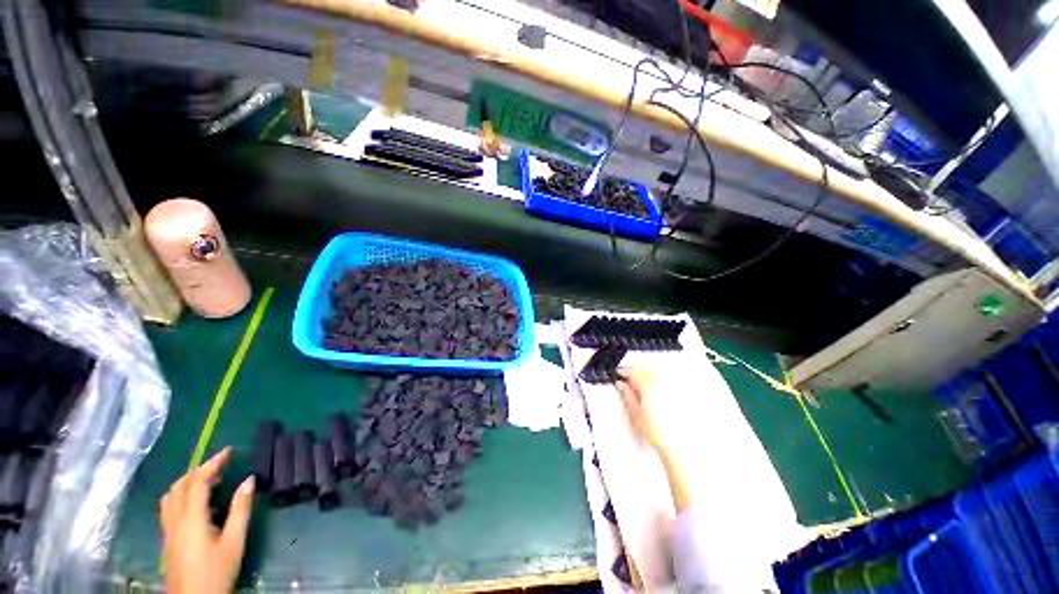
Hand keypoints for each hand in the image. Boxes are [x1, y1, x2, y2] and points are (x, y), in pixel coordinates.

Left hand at [160, 448, 253, 593]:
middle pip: (180, 486)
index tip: (229, 451)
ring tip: (207, 480)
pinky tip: (195, 503)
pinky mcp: (168, 539)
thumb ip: (240, 510)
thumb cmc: (216, 571)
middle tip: (220, 464)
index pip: (198, 481)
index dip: (212, 463)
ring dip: (187, 482)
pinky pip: (169, 508)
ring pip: (170, 497)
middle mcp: (175, 520)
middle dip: (198, 470)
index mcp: (192, 518)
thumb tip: (249, 480)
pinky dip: (181, 495)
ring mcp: (168, 530)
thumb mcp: (234, 541)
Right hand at [617, 368, 694, 511]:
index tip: (620, 374)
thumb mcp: (636, 414)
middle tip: (628, 379)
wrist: (679, 448)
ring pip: (657, 375)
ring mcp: (674, 390)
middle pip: (646, 371)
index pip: (634, 372)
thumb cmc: (660, 434)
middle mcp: (663, 385)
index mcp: (649, 387)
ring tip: (641, 385)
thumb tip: (622, 385)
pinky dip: (659, 382)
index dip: (624, 372)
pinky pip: (668, 382)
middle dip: (636, 372)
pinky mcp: (682, 396)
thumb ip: (627, 395)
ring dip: (647, 376)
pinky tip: (656, 391)